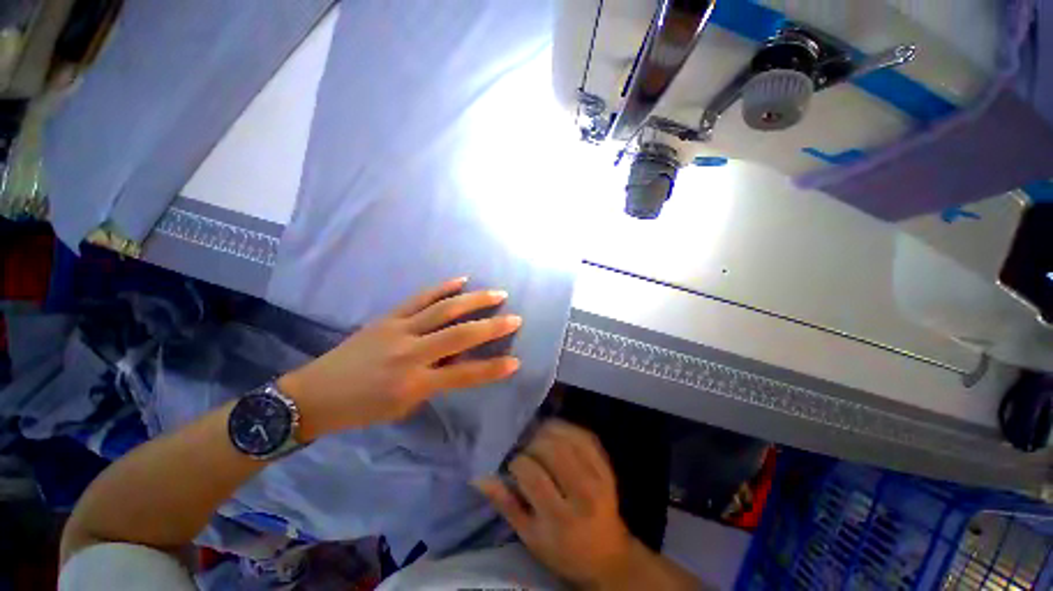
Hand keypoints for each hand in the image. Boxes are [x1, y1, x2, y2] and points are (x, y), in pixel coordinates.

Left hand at [278, 277, 521, 438]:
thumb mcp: (403, 405)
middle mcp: (411, 352)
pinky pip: (421, 298)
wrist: (315, 393)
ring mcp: (399, 329)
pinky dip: (443, 288)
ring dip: (475, 300)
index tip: (516, 361)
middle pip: (460, 335)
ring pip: (444, 309)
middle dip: (492, 327)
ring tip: (497, 293)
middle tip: (516, 318)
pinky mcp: (389, 316)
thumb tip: (458, 361)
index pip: (464, 375)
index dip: (492, 369)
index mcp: (414, 382)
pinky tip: (461, 280)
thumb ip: (435, 382)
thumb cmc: (362, 409)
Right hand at [476, 421, 636, 588]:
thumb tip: (480, 477)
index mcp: (560, 518)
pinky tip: (555, 434)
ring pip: (566, 437)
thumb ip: (506, 504)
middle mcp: (583, 493)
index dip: (516, 462)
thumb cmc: (562, 550)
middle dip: (531, 443)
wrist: (607, 553)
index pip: (532, 474)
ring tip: (536, 439)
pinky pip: (583, 434)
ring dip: (546, 432)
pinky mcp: (607, 465)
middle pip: (551, 449)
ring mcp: (599, 476)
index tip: (512, 465)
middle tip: (524, 450)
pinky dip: (565, 429)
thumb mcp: (530, 536)